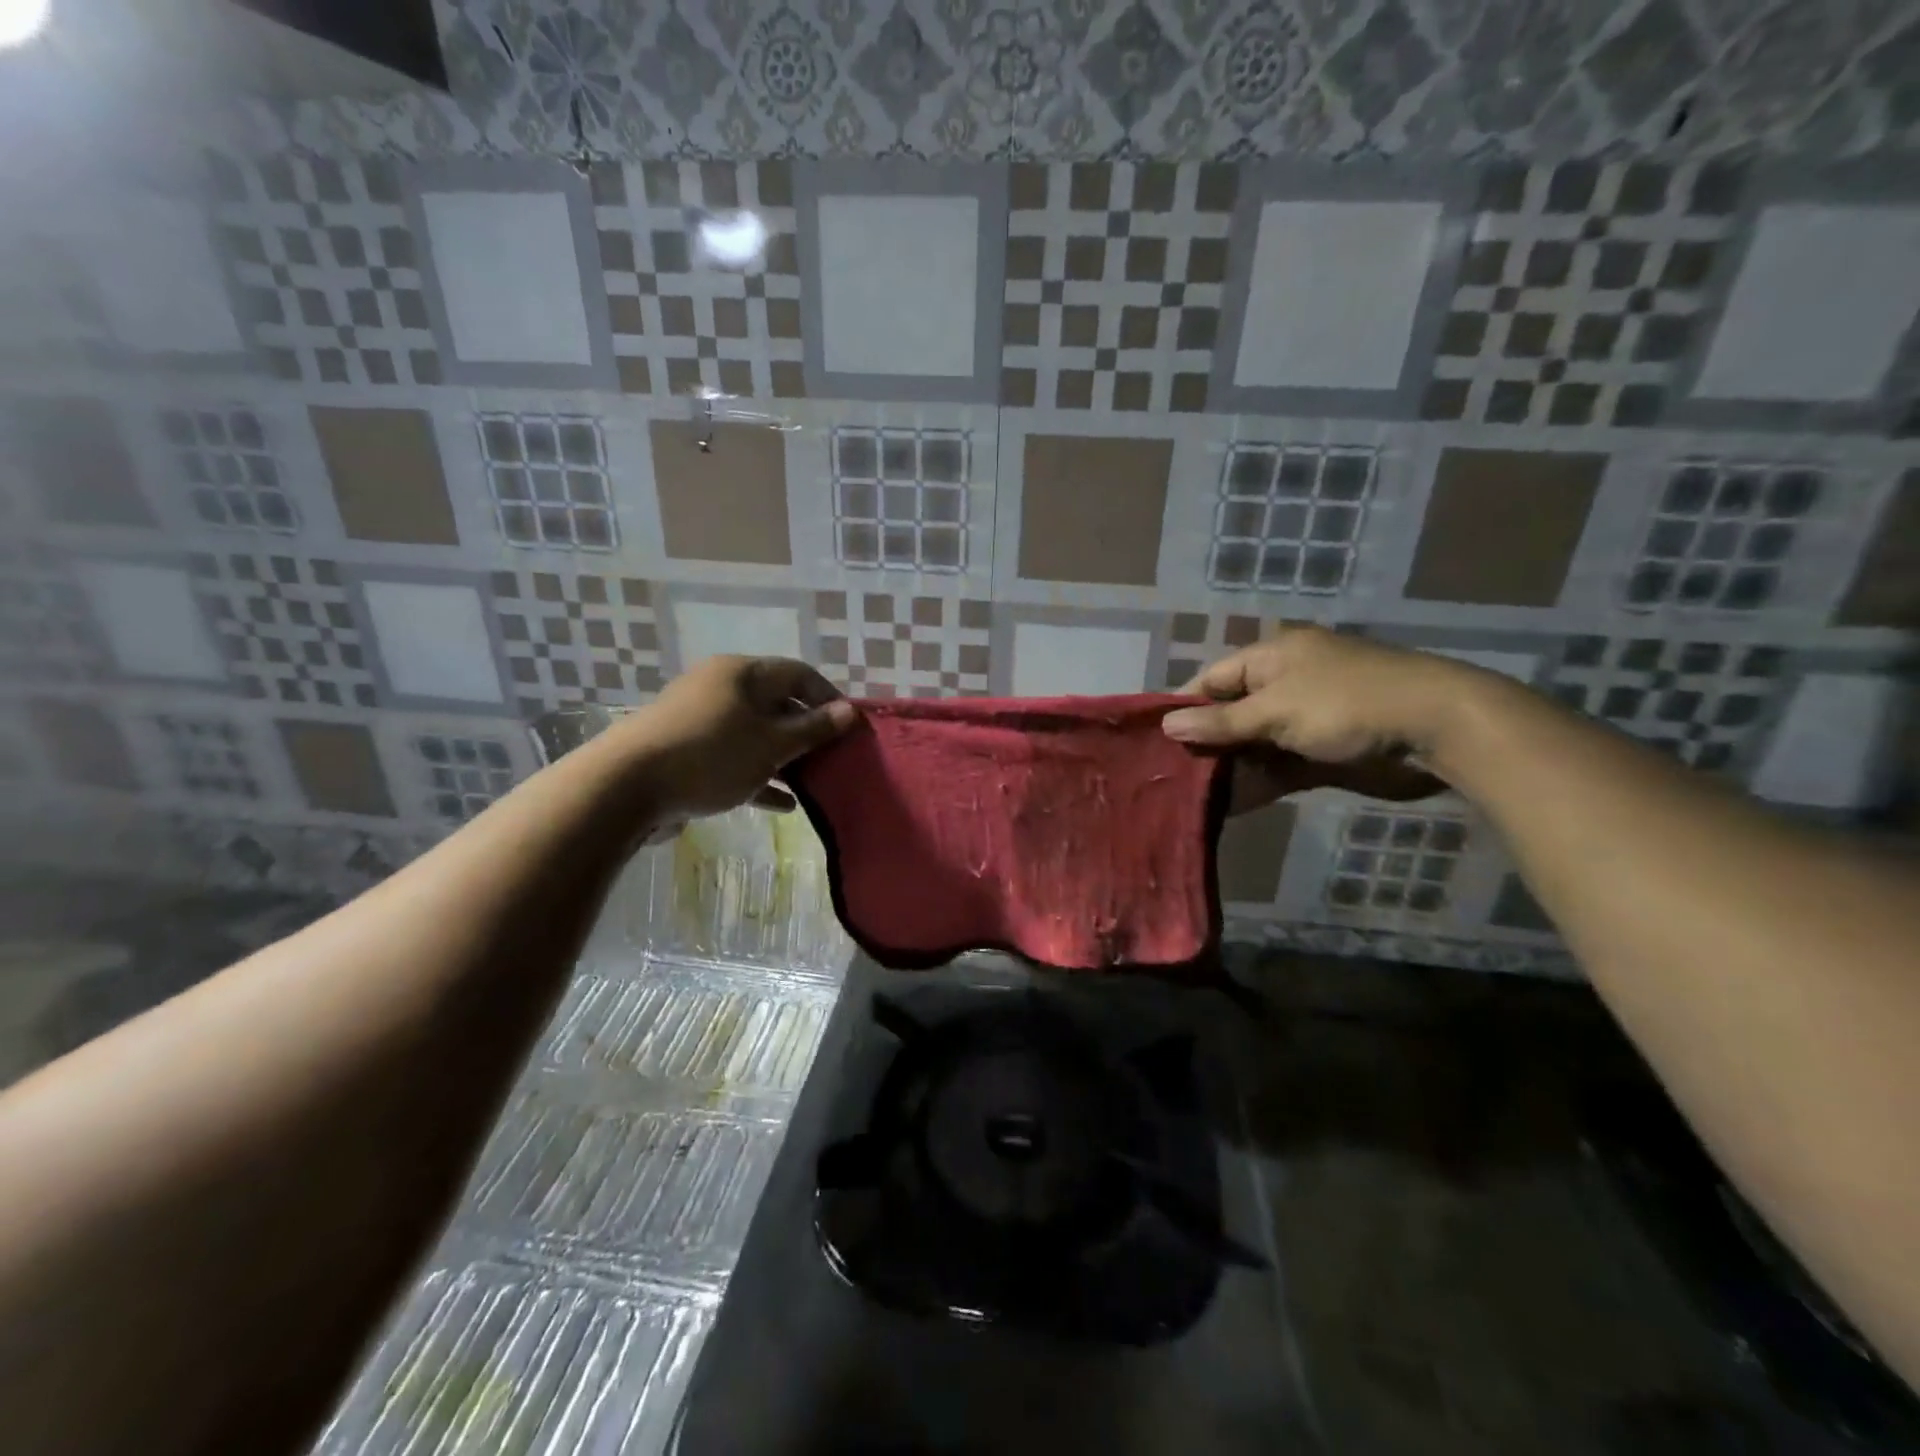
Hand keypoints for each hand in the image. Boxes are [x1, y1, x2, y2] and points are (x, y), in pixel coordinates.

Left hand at [615, 656, 855, 823]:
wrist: (624, 788)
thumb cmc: (710, 756)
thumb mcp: (771, 745)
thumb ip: (813, 729)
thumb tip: (849, 712)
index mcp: (742, 674)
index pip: (798, 674)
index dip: (829, 698)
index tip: (850, 729)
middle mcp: (720, 688)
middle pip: (776, 704)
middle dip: (807, 732)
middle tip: (833, 759)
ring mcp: (700, 720)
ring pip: (755, 734)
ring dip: (784, 758)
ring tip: (812, 783)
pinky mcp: (686, 751)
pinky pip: (732, 758)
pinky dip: (757, 775)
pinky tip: (781, 804)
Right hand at [1162, 627, 1467, 811]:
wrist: (1436, 732)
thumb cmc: (1347, 704)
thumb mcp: (1277, 709)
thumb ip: (1222, 722)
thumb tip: (1167, 725)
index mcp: (1273, 658)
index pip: (1214, 679)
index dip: (1184, 706)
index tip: (1154, 738)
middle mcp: (1285, 686)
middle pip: (1231, 715)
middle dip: (1204, 743)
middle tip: (1166, 774)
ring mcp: (1304, 723)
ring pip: (1252, 746)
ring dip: (1227, 769)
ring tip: (1188, 797)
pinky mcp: (1321, 756)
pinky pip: (1277, 769)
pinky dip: (1256, 785)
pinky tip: (1228, 807)